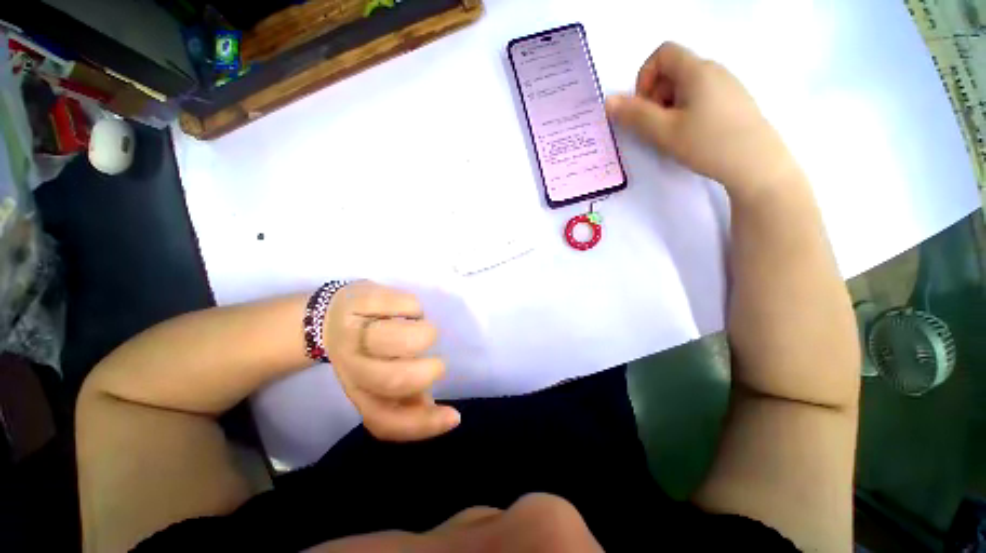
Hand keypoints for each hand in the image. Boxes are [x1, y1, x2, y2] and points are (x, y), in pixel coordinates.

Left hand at [323, 281, 459, 440]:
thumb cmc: (367, 348)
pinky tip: (409, 309)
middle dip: (424, 372)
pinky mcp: (361, 298)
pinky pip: (404, 305)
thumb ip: (411, 398)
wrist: (329, 315)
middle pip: (391, 379)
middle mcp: (351, 365)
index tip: (455, 416)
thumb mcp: (383, 377)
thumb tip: (445, 415)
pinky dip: (415, 308)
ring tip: (422, 329)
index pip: (385, 421)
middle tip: (437, 363)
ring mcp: (354, 330)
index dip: (422, 426)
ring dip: (422, 333)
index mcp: (358, 389)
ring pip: (395, 338)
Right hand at [605, 42, 801, 199]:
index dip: (645, 77)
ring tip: (673, 133)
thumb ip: (634, 115)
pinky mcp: (734, 101)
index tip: (644, 106)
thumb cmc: (707, 143)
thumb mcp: (663, 131)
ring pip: (686, 85)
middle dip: (655, 95)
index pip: (662, 53)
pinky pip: (701, 96)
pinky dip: (686, 110)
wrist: (756, 163)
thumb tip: (608, 101)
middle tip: (656, 125)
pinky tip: (692, 134)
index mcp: (696, 70)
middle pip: (673, 69)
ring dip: (669, 105)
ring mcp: (727, 85)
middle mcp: (713, 69)